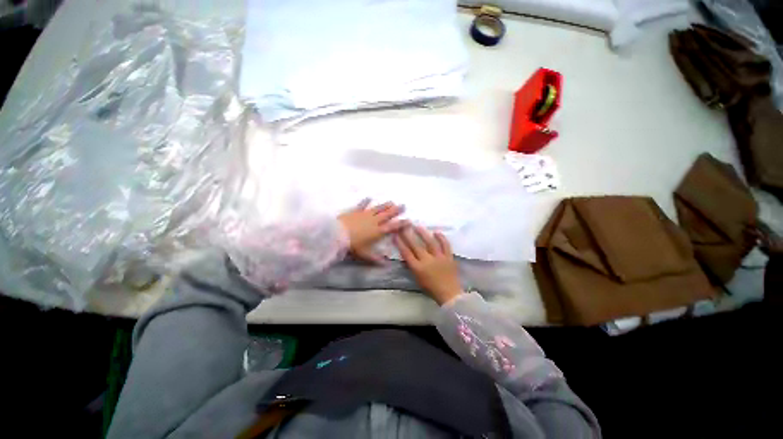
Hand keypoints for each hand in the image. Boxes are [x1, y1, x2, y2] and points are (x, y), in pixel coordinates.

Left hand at [338, 199, 407, 263]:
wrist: (338, 234)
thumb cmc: (353, 245)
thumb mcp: (365, 254)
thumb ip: (376, 259)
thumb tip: (386, 265)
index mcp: (378, 231)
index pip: (392, 227)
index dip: (401, 224)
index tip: (409, 220)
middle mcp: (374, 221)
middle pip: (387, 215)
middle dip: (395, 210)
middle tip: (403, 205)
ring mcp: (365, 215)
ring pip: (377, 209)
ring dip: (385, 205)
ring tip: (391, 202)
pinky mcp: (356, 211)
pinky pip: (362, 205)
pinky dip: (365, 201)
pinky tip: (369, 197)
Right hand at [394, 226, 462, 304]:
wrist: (449, 294)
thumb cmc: (431, 288)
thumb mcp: (417, 278)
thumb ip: (412, 266)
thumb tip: (406, 254)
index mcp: (418, 268)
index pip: (406, 253)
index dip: (400, 243)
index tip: (395, 235)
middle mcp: (427, 261)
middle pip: (416, 245)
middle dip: (408, 235)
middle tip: (404, 226)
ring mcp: (439, 258)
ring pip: (430, 242)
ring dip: (423, 233)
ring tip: (418, 226)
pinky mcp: (449, 257)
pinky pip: (446, 245)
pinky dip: (442, 238)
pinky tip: (436, 232)